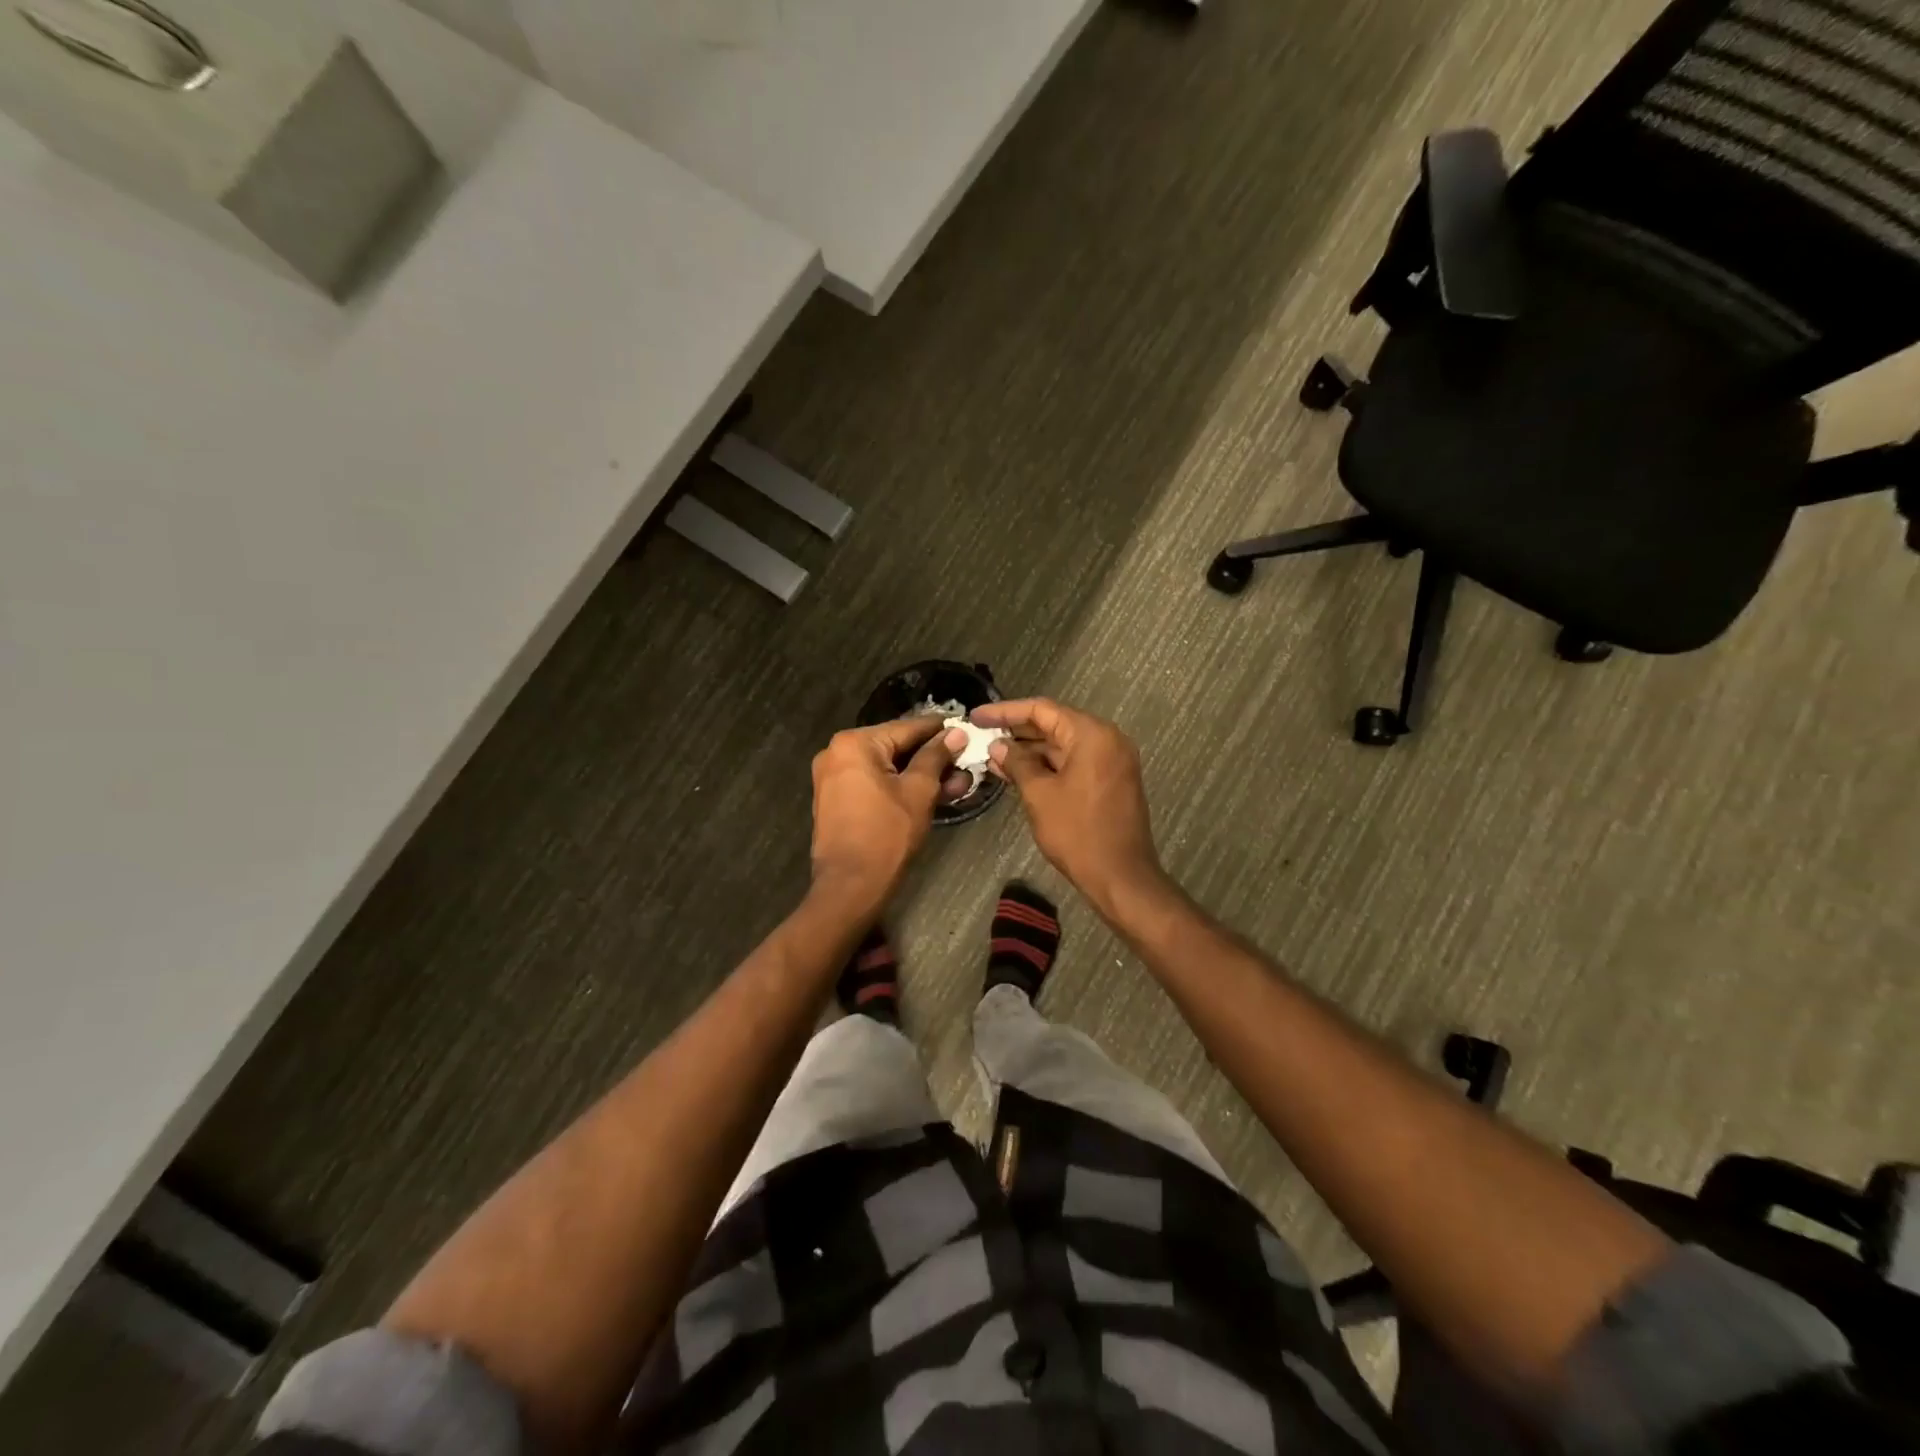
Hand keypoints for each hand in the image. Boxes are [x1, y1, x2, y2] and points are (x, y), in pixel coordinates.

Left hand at [810, 718, 966, 912]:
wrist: (850, 887)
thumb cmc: (887, 834)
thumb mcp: (919, 791)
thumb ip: (936, 757)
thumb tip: (955, 733)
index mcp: (854, 743)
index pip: (907, 728)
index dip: (939, 729)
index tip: (965, 728)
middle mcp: (837, 752)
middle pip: (895, 747)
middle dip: (932, 757)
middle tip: (964, 762)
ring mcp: (832, 777)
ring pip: (886, 767)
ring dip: (919, 774)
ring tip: (956, 783)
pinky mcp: (835, 799)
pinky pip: (873, 782)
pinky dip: (898, 786)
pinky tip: (931, 794)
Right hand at [971, 698, 1164, 911]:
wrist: (1121, 877)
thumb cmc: (1078, 833)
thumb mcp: (1039, 795)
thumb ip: (1017, 763)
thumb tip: (998, 746)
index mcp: (1092, 735)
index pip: (1042, 710)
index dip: (1005, 711)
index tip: (976, 717)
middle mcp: (1107, 740)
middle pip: (1055, 724)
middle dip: (1017, 732)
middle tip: (981, 735)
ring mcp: (1112, 761)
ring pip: (1064, 746)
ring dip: (1030, 752)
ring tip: (993, 758)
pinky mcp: (1111, 781)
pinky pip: (1075, 763)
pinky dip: (1048, 766)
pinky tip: (1017, 774)